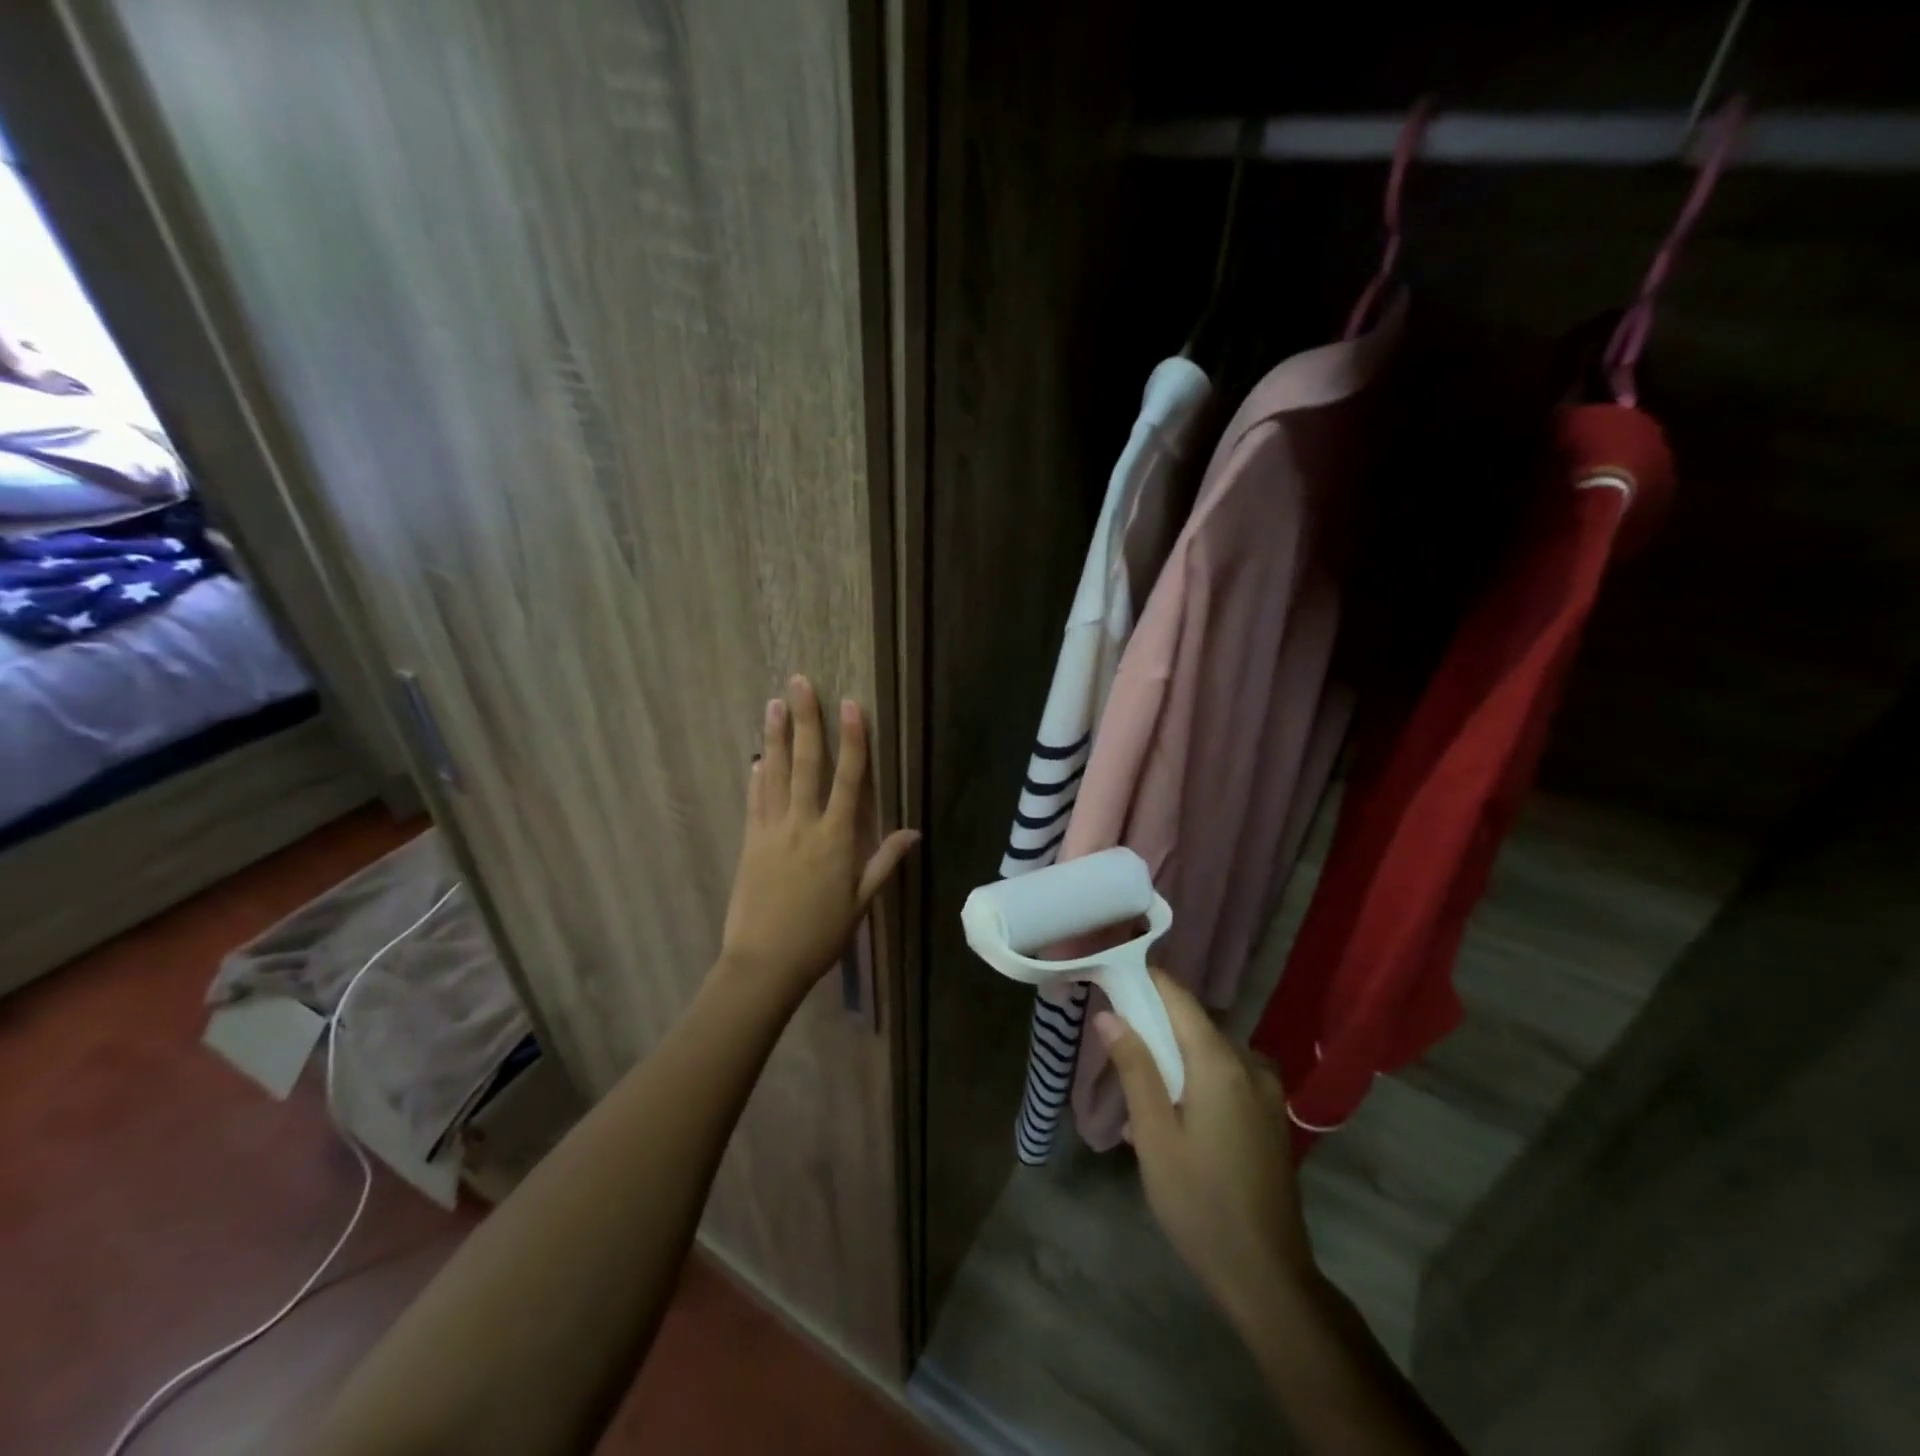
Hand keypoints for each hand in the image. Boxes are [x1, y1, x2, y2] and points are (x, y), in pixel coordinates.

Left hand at [718, 675, 918, 1004]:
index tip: (851, 704)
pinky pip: (754, 802)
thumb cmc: (820, 935)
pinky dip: (757, 777)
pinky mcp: (749, 842)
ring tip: (773, 703)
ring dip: (776, 737)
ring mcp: (771, 831)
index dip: (852, 739)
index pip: (848, 778)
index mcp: (836, 838)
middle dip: (806, 720)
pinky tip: (757, 758)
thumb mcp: (860, 902)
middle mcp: (803, 825)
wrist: (763, 963)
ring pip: (775, 774)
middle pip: (806, 763)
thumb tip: (913, 831)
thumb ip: (884, 862)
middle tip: (800, 683)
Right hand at [1095, 971, 1317, 1334]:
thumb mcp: (1154, 1134)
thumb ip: (1134, 1067)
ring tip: (1136, 1096)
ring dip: (1172, 1062)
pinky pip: (1225, 1078)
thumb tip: (1109, 1015)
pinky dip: (1194, 1082)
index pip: (1178, 998)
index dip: (1145, 981)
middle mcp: (1249, 1065)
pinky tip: (1171, 1119)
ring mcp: (1265, 1091)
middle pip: (1193, 1025)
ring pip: (1208, 1053)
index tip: (1111, 977)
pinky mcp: (1269, 1116)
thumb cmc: (1199, 1202)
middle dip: (1152, 1028)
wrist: (1267, 1277)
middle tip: (1113, 1048)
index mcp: (1220, 1063)